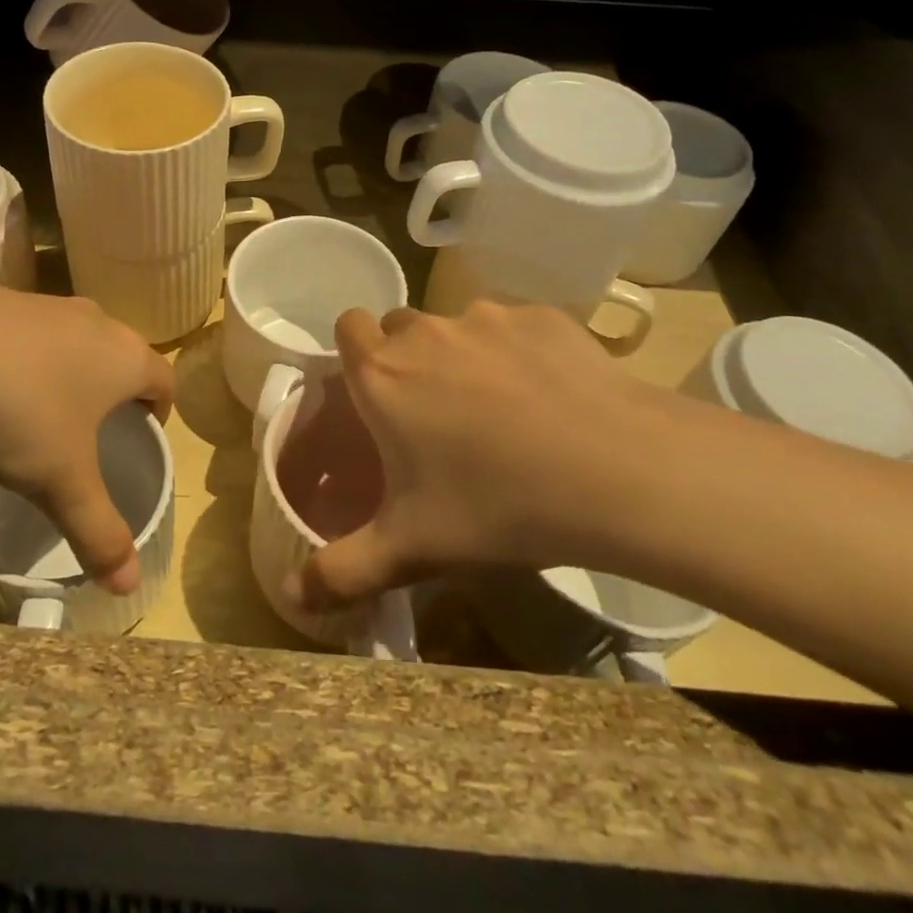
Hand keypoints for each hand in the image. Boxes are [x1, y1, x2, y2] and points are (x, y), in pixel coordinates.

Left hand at [0, 277, 172, 594]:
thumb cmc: (23, 413)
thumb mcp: (62, 482)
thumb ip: (99, 532)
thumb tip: (131, 586)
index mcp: (126, 358)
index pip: (164, 379)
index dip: (161, 408)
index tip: (144, 433)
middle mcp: (96, 322)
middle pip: (121, 354)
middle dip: (114, 388)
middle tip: (94, 428)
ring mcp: (48, 306)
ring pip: (75, 339)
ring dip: (70, 369)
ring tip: (42, 409)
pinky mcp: (4, 299)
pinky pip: (31, 331)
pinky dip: (26, 356)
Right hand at [302, 300, 706, 607]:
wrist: (618, 472)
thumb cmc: (496, 505)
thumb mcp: (411, 549)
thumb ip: (343, 571)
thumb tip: (294, 596)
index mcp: (384, 375)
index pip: (348, 326)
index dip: (356, 352)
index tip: (374, 392)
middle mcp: (426, 332)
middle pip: (401, 327)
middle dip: (408, 359)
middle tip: (437, 415)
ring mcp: (487, 318)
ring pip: (458, 327)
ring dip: (465, 357)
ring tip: (503, 412)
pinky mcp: (543, 317)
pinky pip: (515, 329)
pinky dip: (520, 354)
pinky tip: (552, 398)